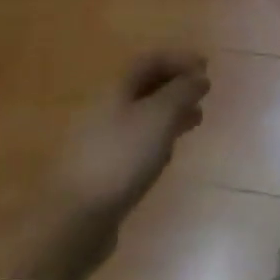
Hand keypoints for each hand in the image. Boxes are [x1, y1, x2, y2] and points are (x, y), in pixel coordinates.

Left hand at [52, 52, 209, 222]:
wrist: (73, 221)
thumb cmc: (121, 157)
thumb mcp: (160, 117)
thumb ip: (182, 91)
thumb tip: (199, 76)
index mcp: (115, 88)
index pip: (150, 60)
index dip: (179, 59)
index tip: (206, 67)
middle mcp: (104, 108)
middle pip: (144, 86)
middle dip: (176, 86)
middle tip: (203, 94)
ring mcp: (100, 140)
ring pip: (141, 115)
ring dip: (170, 113)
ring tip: (195, 122)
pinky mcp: (100, 170)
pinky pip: (134, 142)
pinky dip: (156, 138)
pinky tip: (167, 154)